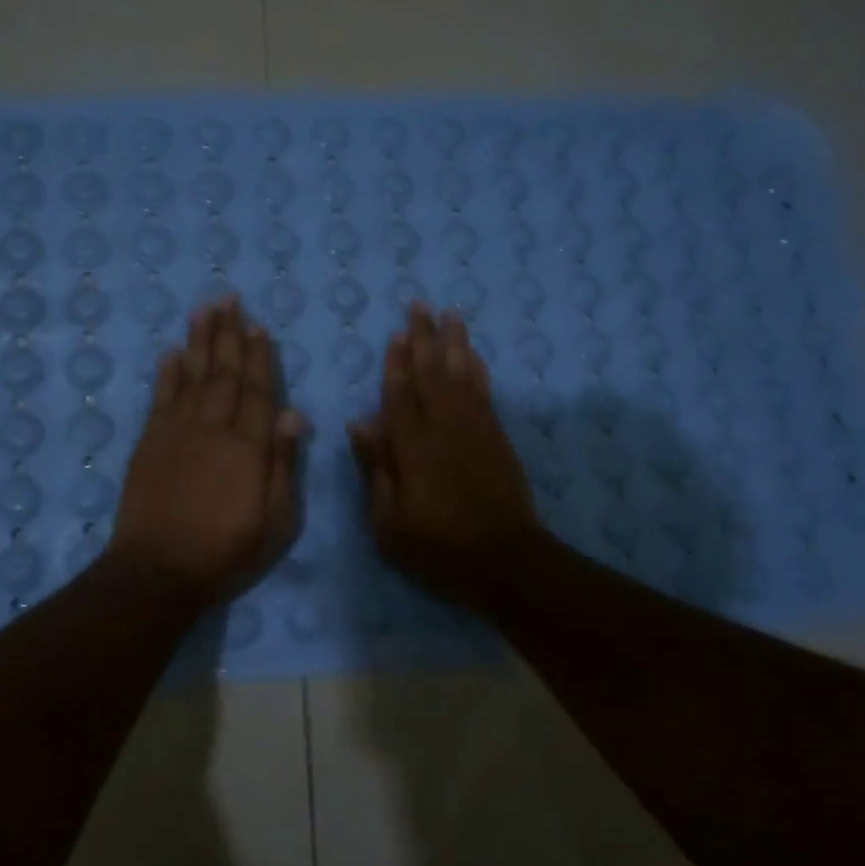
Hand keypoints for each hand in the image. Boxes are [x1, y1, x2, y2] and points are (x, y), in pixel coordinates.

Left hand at [108, 297, 307, 606]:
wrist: (157, 572)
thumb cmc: (226, 552)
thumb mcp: (276, 521)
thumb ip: (284, 465)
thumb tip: (295, 414)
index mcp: (249, 447)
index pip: (259, 391)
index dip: (260, 357)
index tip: (259, 326)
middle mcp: (213, 429)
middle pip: (224, 374)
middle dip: (228, 335)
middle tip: (229, 298)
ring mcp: (177, 432)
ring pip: (192, 376)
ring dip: (198, 342)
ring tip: (203, 310)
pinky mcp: (149, 443)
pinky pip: (160, 398)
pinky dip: (166, 374)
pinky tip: (171, 354)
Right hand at [348, 304, 540, 611]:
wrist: (504, 560)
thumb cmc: (437, 547)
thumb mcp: (389, 521)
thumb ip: (377, 468)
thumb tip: (360, 422)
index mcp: (412, 448)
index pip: (400, 394)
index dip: (396, 362)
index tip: (396, 332)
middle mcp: (444, 428)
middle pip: (432, 374)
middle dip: (425, 338)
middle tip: (421, 305)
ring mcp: (475, 430)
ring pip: (462, 376)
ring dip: (455, 344)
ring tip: (451, 315)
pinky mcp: (497, 438)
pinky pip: (485, 393)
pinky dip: (478, 370)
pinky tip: (473, 355)